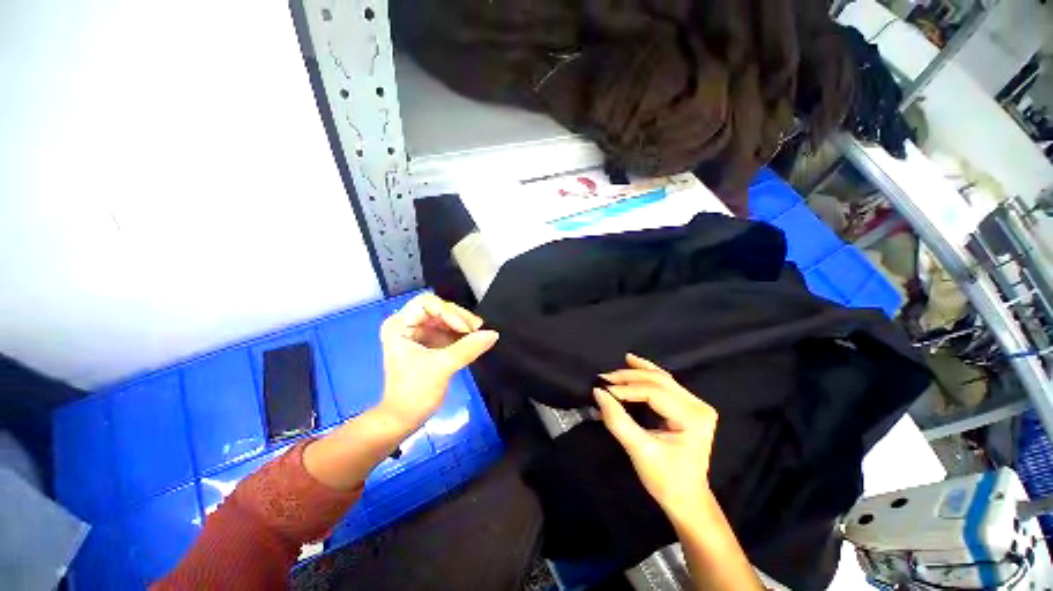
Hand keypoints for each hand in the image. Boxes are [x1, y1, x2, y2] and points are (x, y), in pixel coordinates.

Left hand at [378, 293, 497, 428]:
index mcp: (399, 325)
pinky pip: (448, 330)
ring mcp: (418, 334)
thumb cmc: (415, 392)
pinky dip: (461, 334)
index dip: (448, 312)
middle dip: (458, 317)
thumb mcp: (442, 367)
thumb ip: (468, 348)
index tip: (465, 329)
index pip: (427, 303)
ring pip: (445, 318)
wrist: (404, 419)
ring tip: (478, 335)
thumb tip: (494, 334)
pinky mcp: (428, 343)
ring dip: (462, 325)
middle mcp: (407, 324)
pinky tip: (473, 340)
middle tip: (477, 329)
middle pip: (438, 308)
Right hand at [594, 354, 717, 522]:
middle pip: (659, 381)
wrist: (687, 499)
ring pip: (662, 379)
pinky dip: (646, 374)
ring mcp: (696, 405)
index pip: (654, 393)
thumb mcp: (639, 451)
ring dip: (636, 372)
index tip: (603, 390)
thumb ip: (618, 420)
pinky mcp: (689, 406)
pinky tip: (633, 362)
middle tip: (604, 377)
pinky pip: (665, 384)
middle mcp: (698, 406)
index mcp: (692, 418)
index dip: (626, 389)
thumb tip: (598, 392)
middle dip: (629, 377)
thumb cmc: (666, 480)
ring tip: (617, 367)